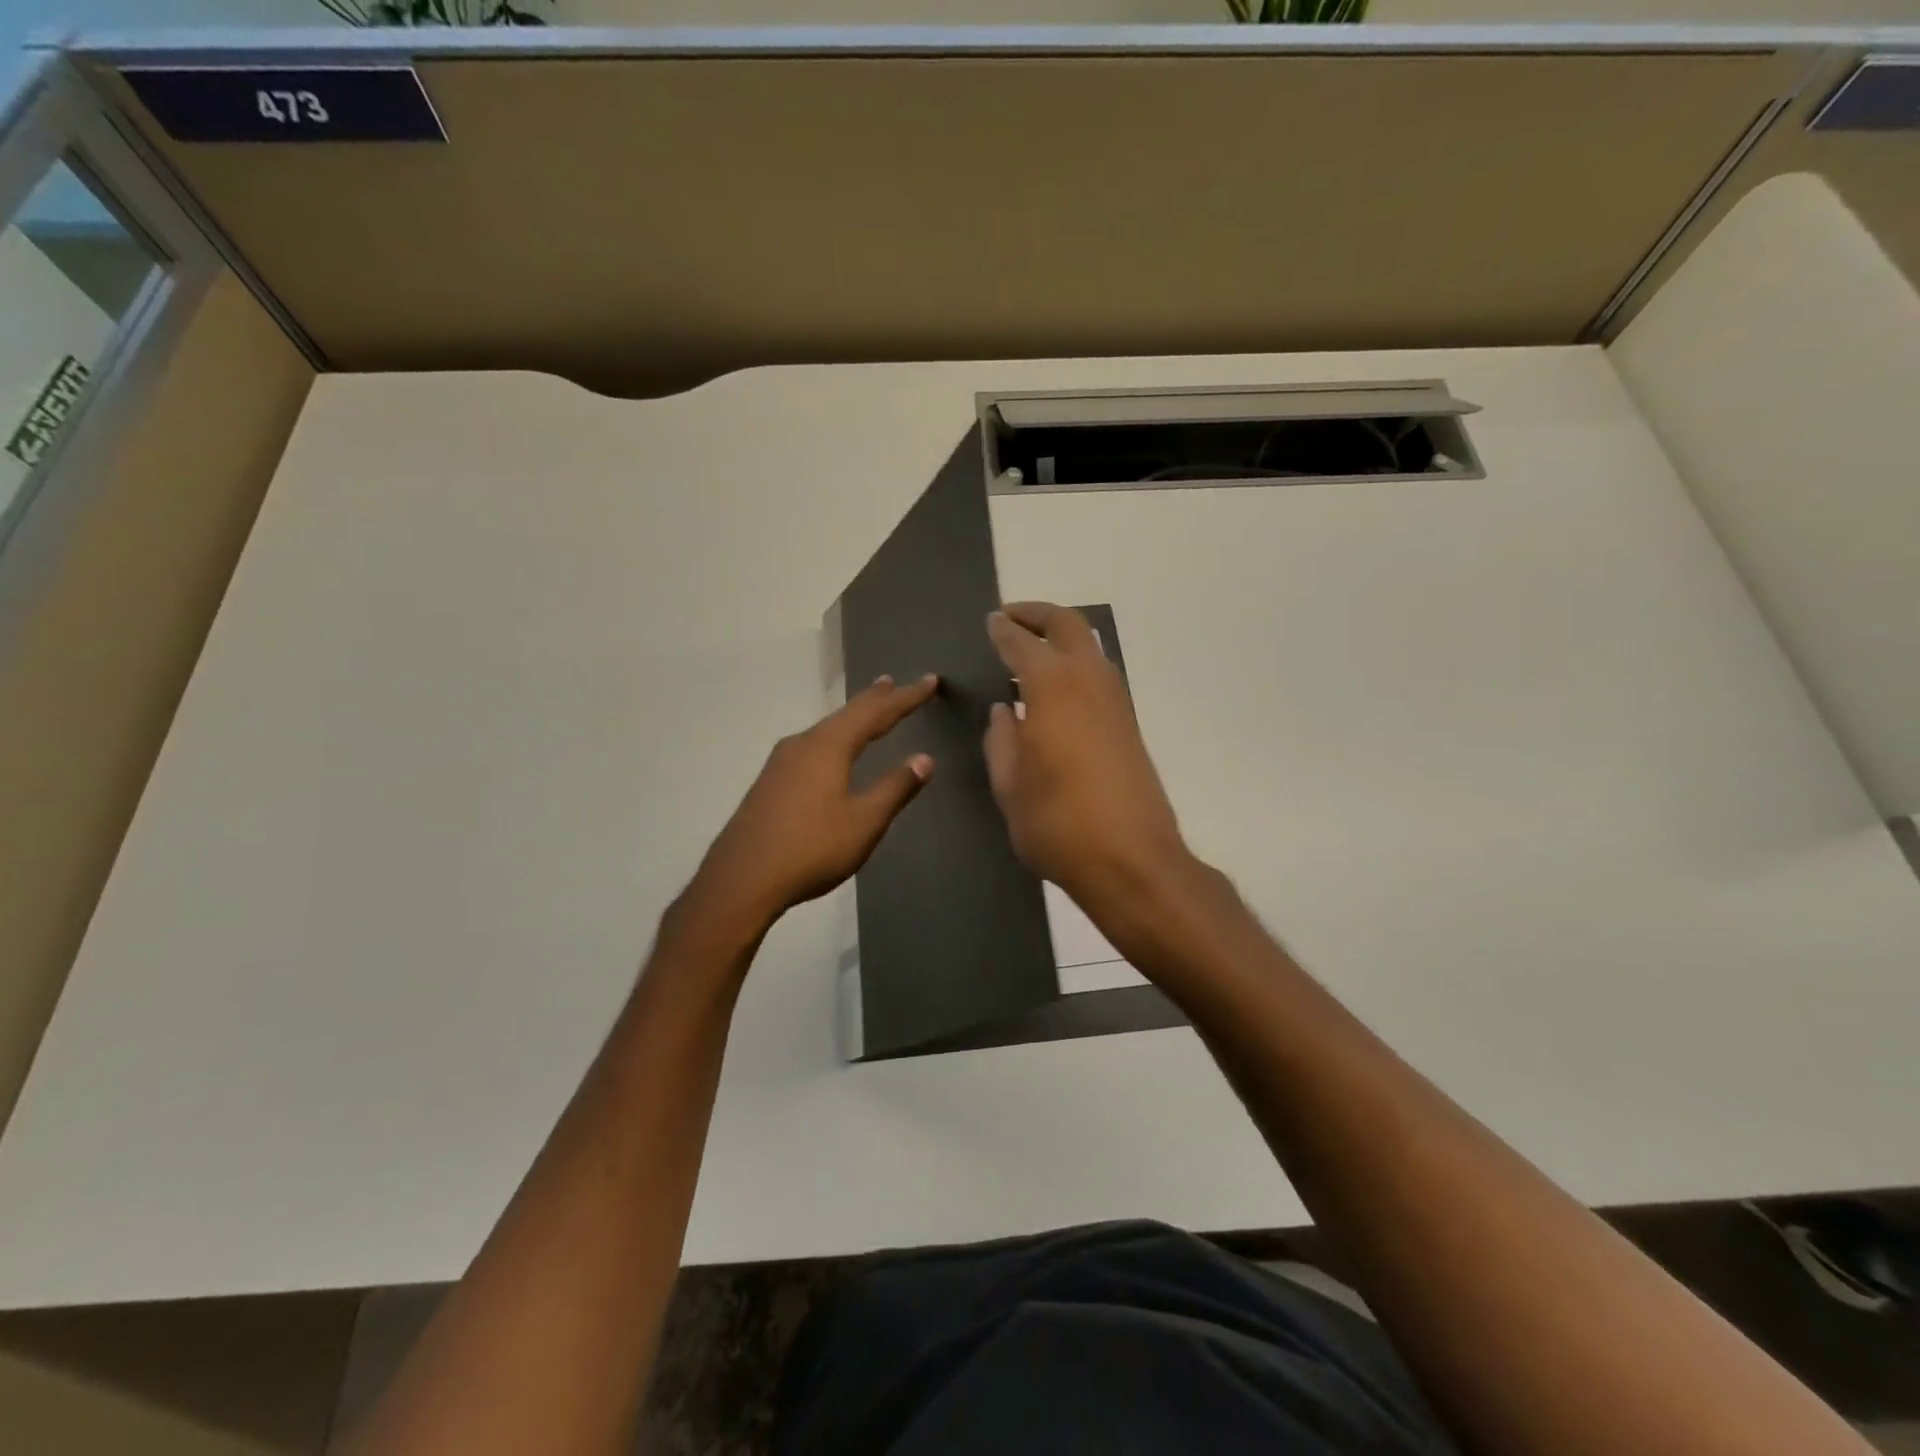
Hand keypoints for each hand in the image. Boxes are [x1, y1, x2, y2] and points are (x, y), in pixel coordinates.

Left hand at [679, 674, 938, 939]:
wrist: (742, 880)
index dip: (906, 698)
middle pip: (846, 714)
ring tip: (867, 709)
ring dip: (851, 718)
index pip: (876, 713)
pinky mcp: (770, 783)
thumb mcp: (864, 821)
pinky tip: (830, 751)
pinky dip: (833, 738)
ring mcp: (781, 763)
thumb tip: (925, 758)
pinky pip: (811, 747)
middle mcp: (803, 744)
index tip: (929, 681)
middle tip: (893, 682)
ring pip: (826, 730)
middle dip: (874, 699)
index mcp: (829, 746)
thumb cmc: (811, 848)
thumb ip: (895, 787)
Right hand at [984, 603, 1190, 911]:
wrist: (1132, 861)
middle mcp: (1089, 681)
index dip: (1004, 629)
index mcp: (1052, 689)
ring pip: (1090, 646)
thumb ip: (1001, 742)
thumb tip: (1005, 712)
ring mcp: (1116, 701)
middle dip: (1038, 614)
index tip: (991, 621)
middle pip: (1068, 625)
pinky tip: (1054, 691)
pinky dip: (1075, 664)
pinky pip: (1099, 673)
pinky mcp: (1129, 723)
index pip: (1023, 643)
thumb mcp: (1010, 788)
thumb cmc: (1058, 825)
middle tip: (1010, 618)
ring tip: (1028, 653)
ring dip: (1060, 638)